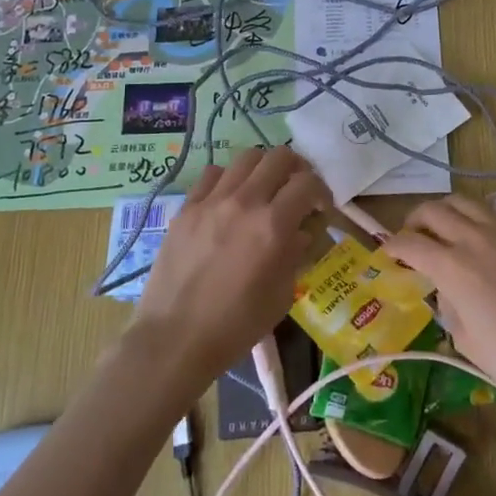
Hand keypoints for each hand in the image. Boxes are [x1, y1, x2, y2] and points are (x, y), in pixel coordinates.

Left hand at [132, 146, 328, 385]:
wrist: (174, 339)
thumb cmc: (235, 326)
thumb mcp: (281, 295)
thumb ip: (296, 254)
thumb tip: (301, 232)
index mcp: (273, 226)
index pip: (308, 183)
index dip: (322, 192)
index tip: (321, 209)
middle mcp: (244, 202)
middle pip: (279, 157)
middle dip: (296, 169)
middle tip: (297, 191)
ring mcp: (211, 201)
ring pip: (245, 157)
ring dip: (263, 169)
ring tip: (264, 190)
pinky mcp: (186, 207)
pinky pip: (212, 174)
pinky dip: (229, 179)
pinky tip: (229, 200)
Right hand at [384, 194, 495, 410]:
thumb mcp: (467, 341)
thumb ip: (449, 306)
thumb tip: (447, 290)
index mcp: (453, 268)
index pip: (410, 243)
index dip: (392, 245)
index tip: (388, 252)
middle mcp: (476, 239)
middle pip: (433, 210)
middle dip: (415, 221)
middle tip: (414, 237)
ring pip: (465, 202)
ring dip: (446, 212)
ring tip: (445, 229)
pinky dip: (479, 219)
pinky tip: (485, 239)